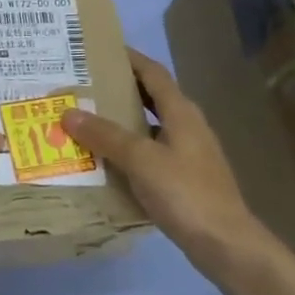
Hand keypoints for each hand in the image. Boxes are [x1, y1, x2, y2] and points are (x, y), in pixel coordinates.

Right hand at [60, 49, 274, 279]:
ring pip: (148, 126)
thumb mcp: (141, 160)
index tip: (99, 49)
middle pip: (149, 97)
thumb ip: (105, 135)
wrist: (225, 244)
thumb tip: (69, 113)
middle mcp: (186, 126)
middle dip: (118, 89)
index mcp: (181, 112)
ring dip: (119, 121)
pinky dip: (126, 149)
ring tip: (84, 120)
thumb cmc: (186, 193)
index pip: (153, 72)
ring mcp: (187, 153)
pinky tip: (103, 160)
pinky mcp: (183, 178)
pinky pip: (148, 152)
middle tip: (81, 86)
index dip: (129, 58)